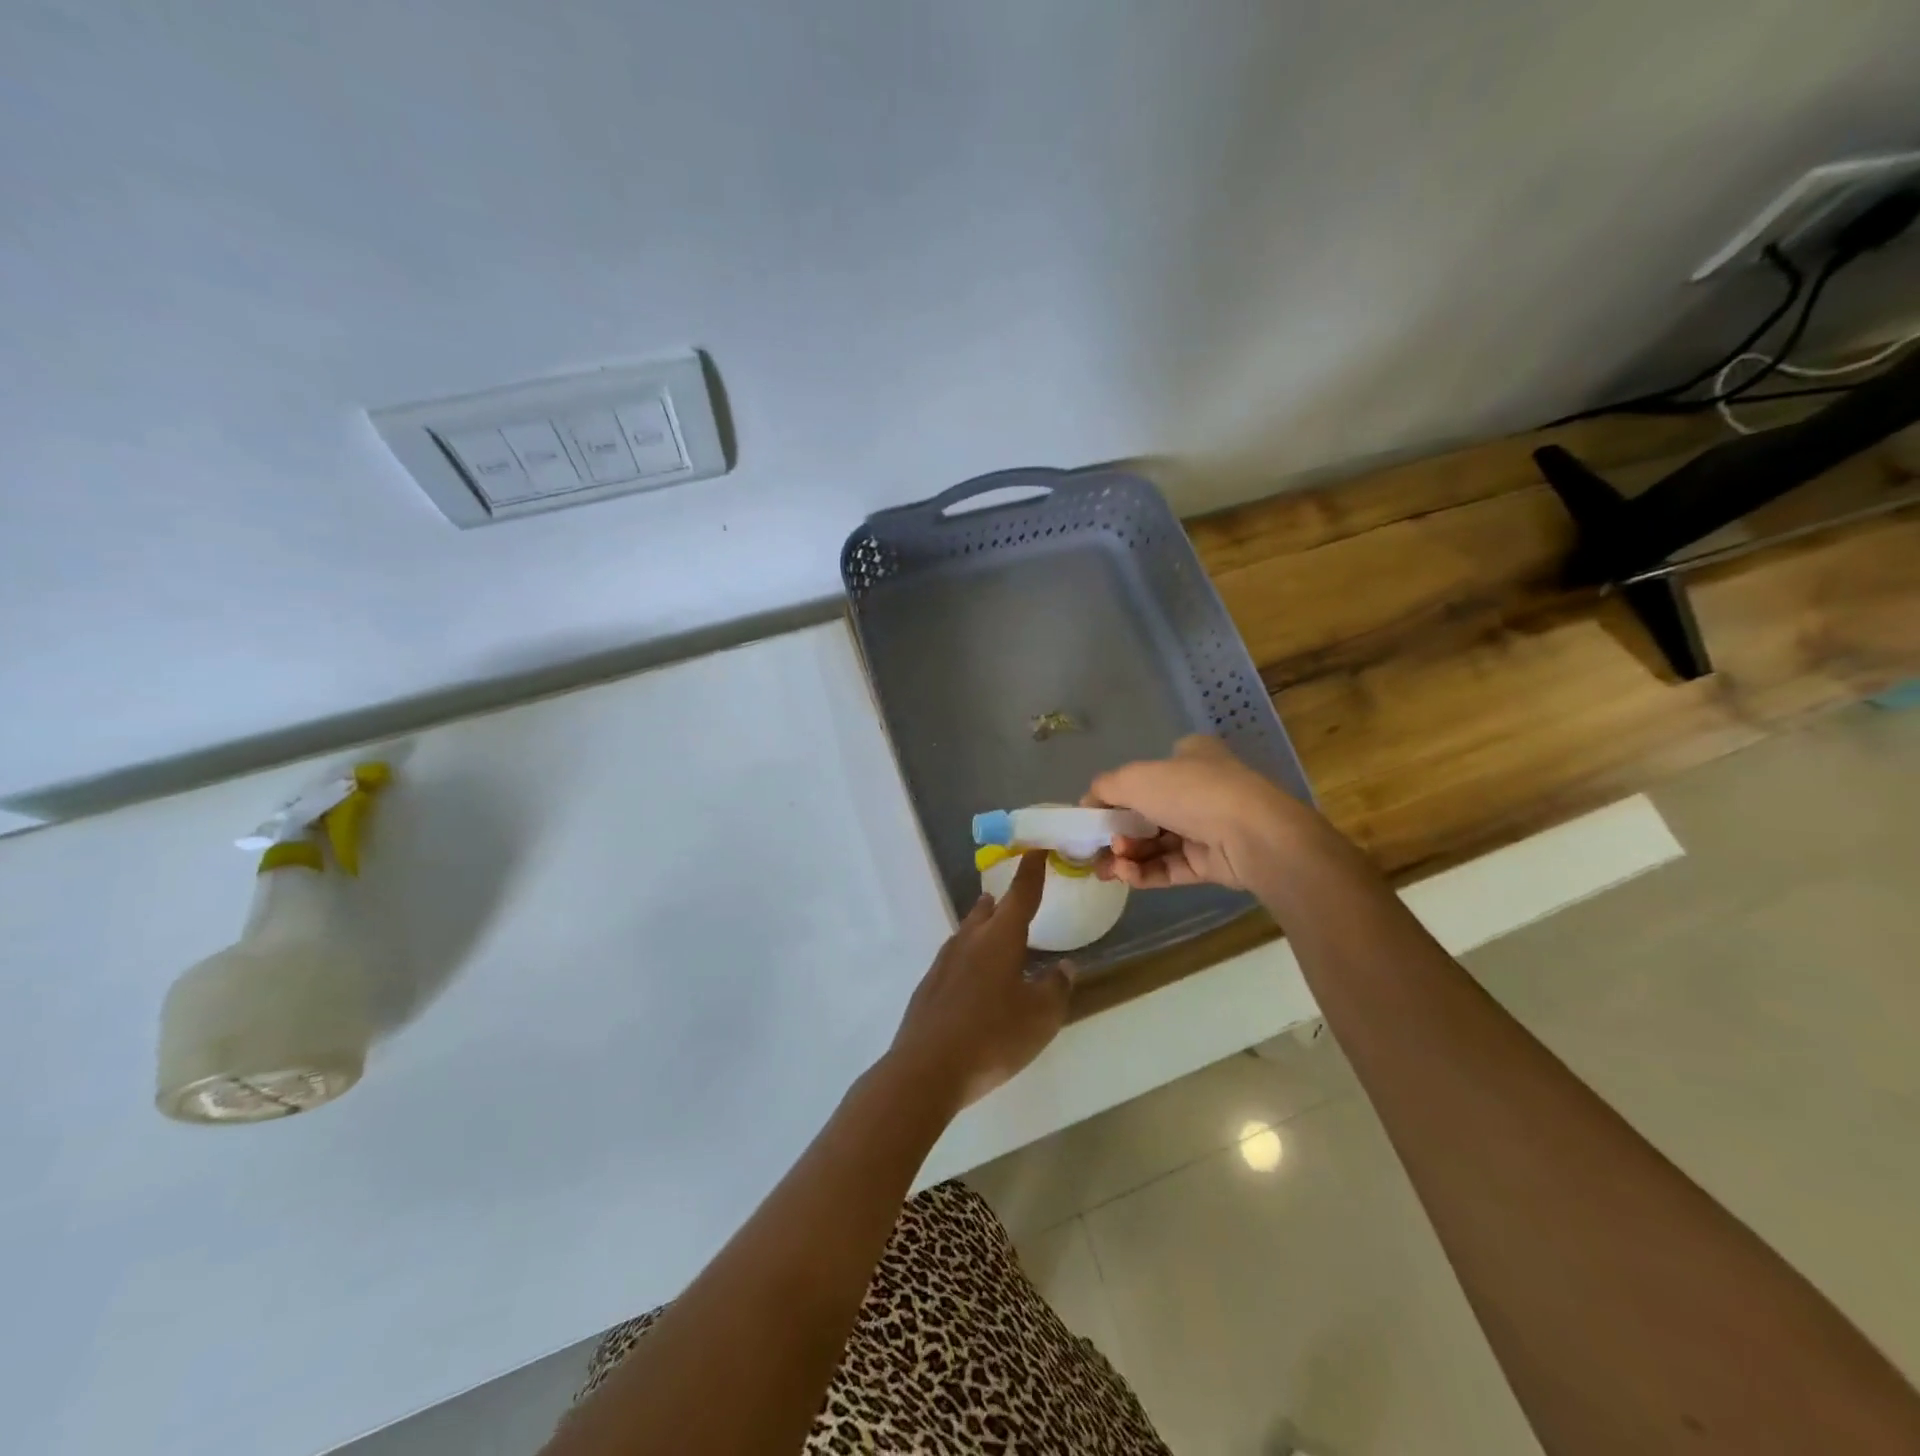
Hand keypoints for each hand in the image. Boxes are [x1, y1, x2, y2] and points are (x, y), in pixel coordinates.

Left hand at [885, 852, 1071, 1110]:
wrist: (926, 1068)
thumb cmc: (993, 1036)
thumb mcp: (1040, 1017)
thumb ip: (1056, 988)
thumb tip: (1065, 966)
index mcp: (1000, 938)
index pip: (1021, 894)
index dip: (1031, 871)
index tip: (1036, 849)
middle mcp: (969, 940)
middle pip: (987, 911)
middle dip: (1002, 901)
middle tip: (1014, 896)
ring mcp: (944, 962)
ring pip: (967, 932)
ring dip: (982, 925)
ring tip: (993, 927)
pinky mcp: (929, 986)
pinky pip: (955, 959)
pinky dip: (969, 956)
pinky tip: (973, 976)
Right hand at [1086, 735, 1307, 890]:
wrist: (1251, 835)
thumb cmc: (1190, 792)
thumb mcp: (1135, 778)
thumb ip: (1104, 789)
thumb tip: (1087, 803)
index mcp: (1189, 757)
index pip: (1145, 774)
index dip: (1116, 795)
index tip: (1093, 816)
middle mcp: (1199, 789)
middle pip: (1146, 813)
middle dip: (1117, 832)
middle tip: (1095, 849)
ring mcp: (1207, 827)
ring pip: (1156, 843)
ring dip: (1127, 855)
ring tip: (1107, 868)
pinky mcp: (1211, 862)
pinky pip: (1170, 866)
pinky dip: (1144, 871)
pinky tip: (1125, 875)